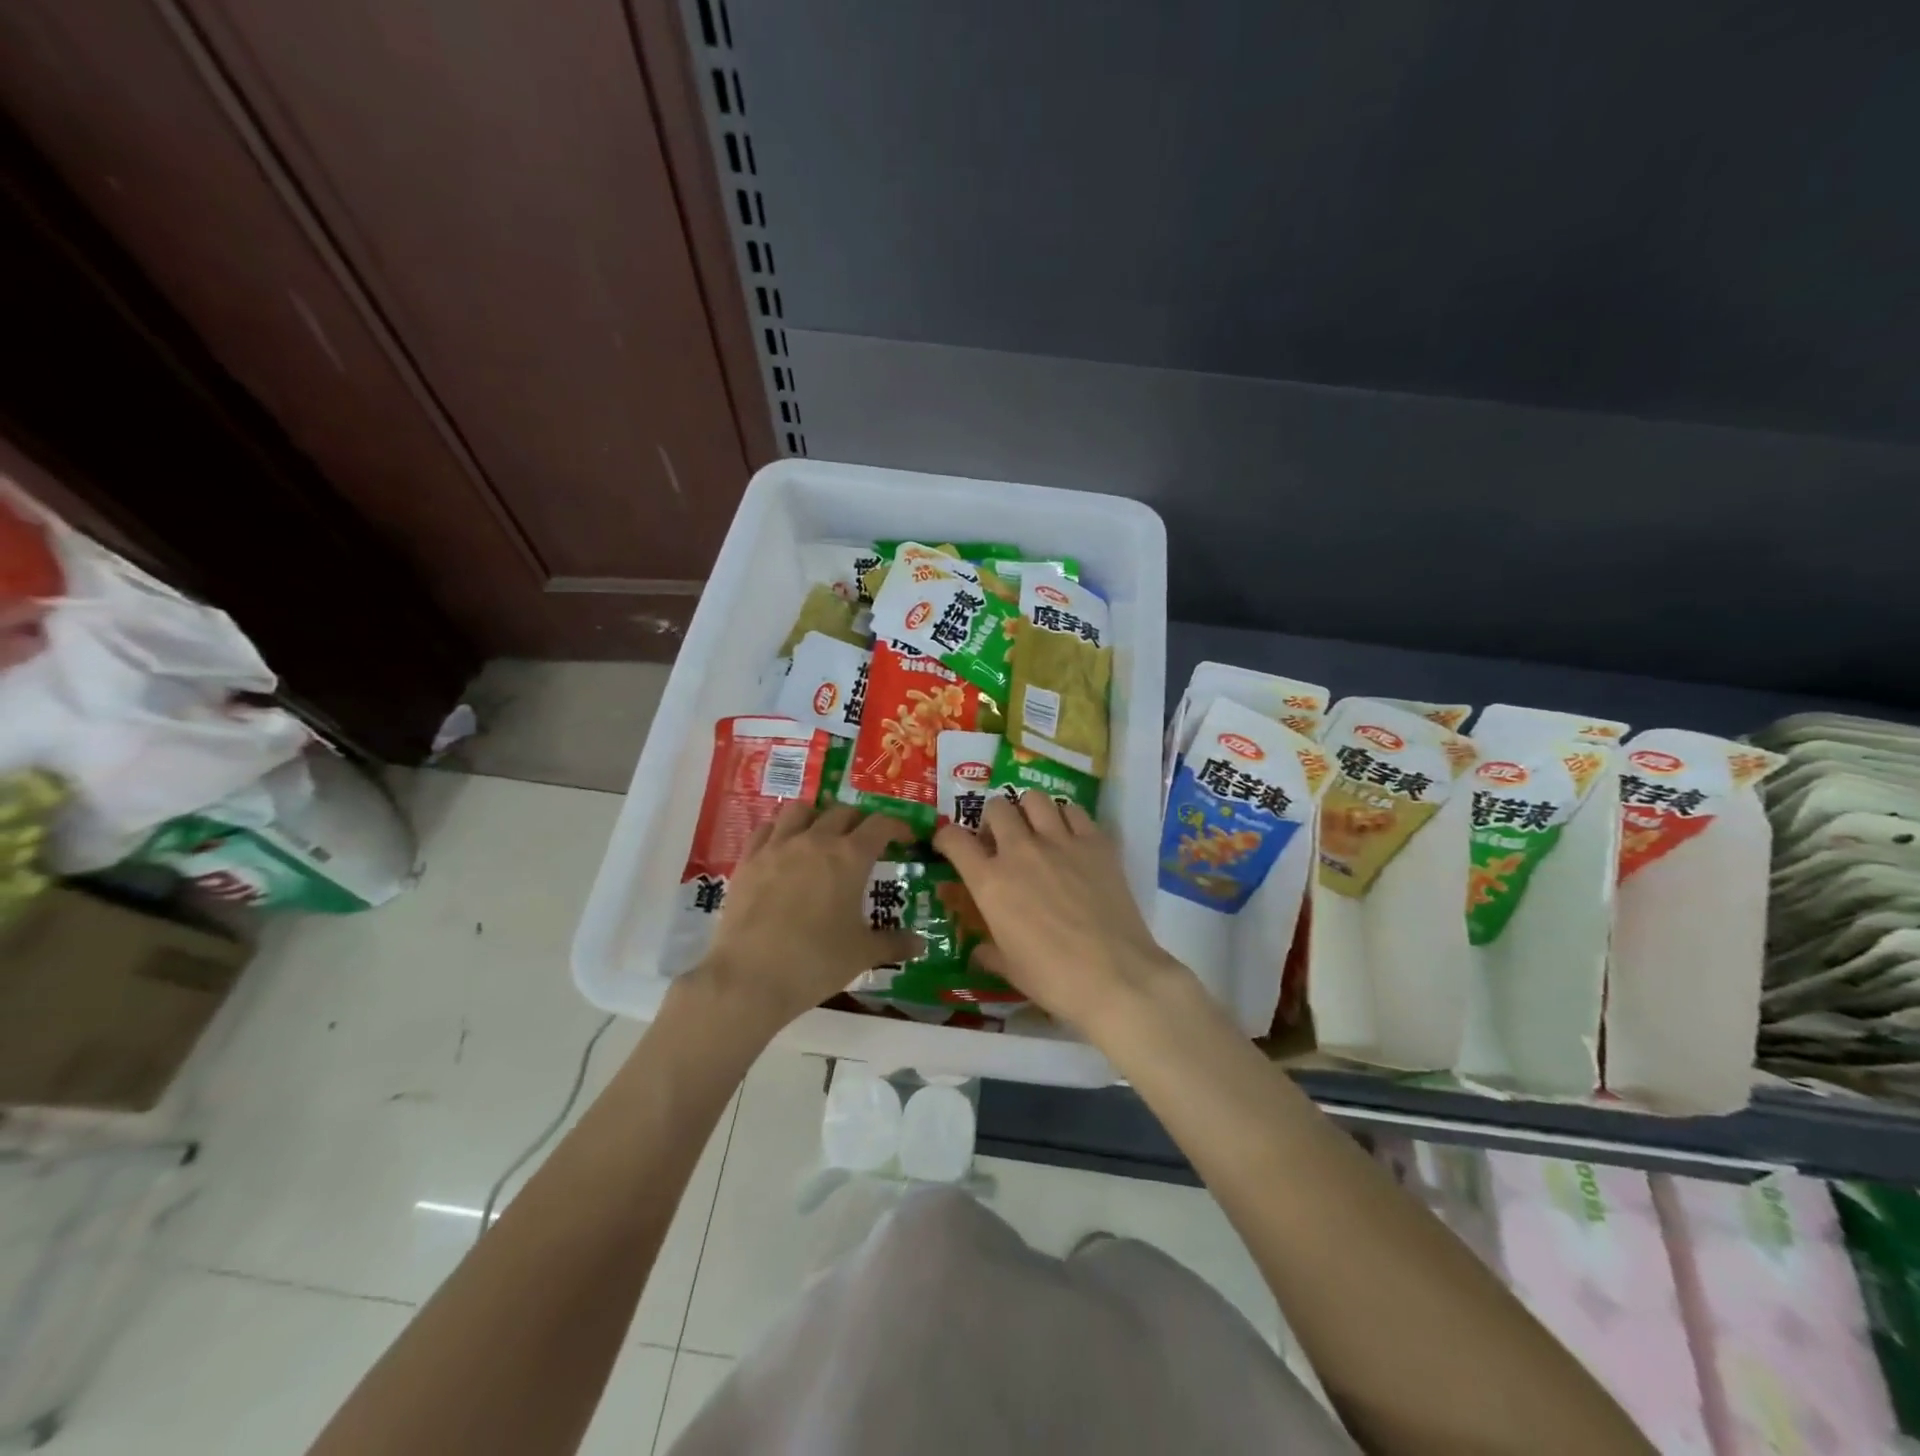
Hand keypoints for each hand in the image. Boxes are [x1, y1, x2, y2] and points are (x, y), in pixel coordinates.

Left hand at [695, 802, 917, 1031]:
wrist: (750, 977)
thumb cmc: (816, 962)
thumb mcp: (862, 954)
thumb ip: (894, 943)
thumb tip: (921, 944)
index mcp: (850, 857)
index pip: (881, 825)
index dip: (897, 826)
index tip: (905, 838)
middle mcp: (815, 840)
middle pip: (842, 811)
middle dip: (859, 821)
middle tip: (865, 841)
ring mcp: (778, 846)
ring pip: (800, 810)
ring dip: (817, 816)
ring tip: (821, 835)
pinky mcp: (748, 860)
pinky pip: (766, 829)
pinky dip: (780, 831)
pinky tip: (782, 848)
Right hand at [934, 792, 1188, 1037]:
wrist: (1115, 976)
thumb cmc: (1053, 979)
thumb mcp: (1010, 969)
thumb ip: (989, 952)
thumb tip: (980, 950)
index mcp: (990, 882)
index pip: (954, 840)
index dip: (946, 837)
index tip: (949, 844)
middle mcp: (1020, 851)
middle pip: (997, 808)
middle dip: (992, 819)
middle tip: (1000, 838)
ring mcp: (1060, 841)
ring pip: (1034, 799)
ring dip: (1028, 810)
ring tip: (1035, 828)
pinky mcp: (1095, 842)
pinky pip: (1074, 811)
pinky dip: (1065, 817)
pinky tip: (1069, 835)